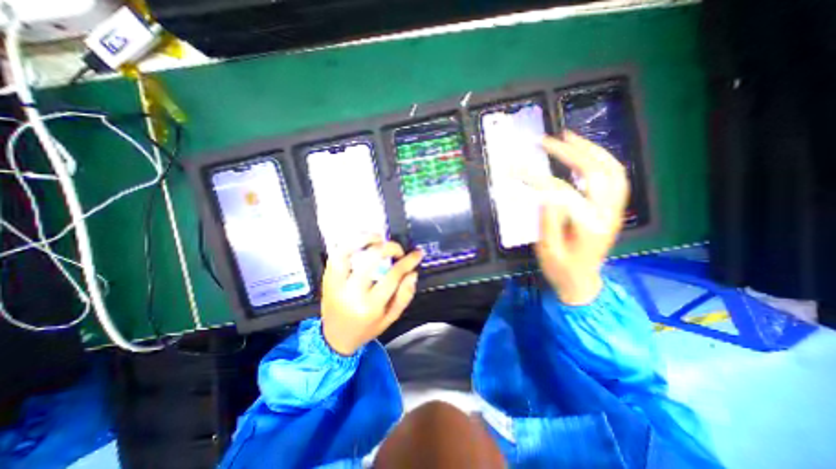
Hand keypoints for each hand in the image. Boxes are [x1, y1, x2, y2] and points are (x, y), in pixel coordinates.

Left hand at [321, 235, 425, 355]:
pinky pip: (335, 255)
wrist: (335, 339)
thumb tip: (412, 273)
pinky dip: (348, 243)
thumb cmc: (366, 329)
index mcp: (370, 306)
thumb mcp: (390, 318)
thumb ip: (404, 296)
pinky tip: (361, 241)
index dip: (408, 261)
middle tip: (398, 250)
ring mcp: (336, 284)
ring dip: (364, 239)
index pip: (393, 276)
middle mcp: (351, 293)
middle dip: (389, 248)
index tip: (417, 254)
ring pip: (347, 252)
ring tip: (378, 237)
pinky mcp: (327, 278)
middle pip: (371, 259)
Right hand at [528, 132, 626, 305]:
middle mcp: (607, 213)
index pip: (564, 193)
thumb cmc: (561, 269)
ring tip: (569, 138)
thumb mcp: (547, 249)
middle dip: (571, 152)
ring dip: (591, 150)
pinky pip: (615, 177)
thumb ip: (548, 220)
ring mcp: (614, 209)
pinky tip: (584, 154)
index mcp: (589, 227)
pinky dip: (601, 160)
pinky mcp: (613, 208)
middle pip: (596, 172)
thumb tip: (544, 192)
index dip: (538, 179)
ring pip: (612, 170)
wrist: (582, 282)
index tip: (518, 170)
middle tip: (548, 141)